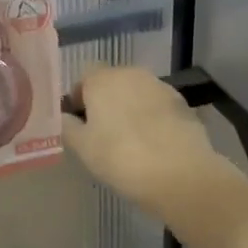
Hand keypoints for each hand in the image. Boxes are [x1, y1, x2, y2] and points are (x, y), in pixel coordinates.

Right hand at [62, 66, 235, 212]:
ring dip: (130, 109)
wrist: (181, 174)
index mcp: (103, 79)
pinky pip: (158, 107)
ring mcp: (160, 87)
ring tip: (130, 141)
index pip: (84, 78)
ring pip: (137, 93)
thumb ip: (67, 126)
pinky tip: (154, 145)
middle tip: (103, 134)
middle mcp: (131, 73)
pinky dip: (153, 119)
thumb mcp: (83, 147)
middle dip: (106, 102)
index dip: (79, 99)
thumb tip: (64, 117)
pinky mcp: (183, 104)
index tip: (80, 124)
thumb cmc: (121, 157)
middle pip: (112, 82)